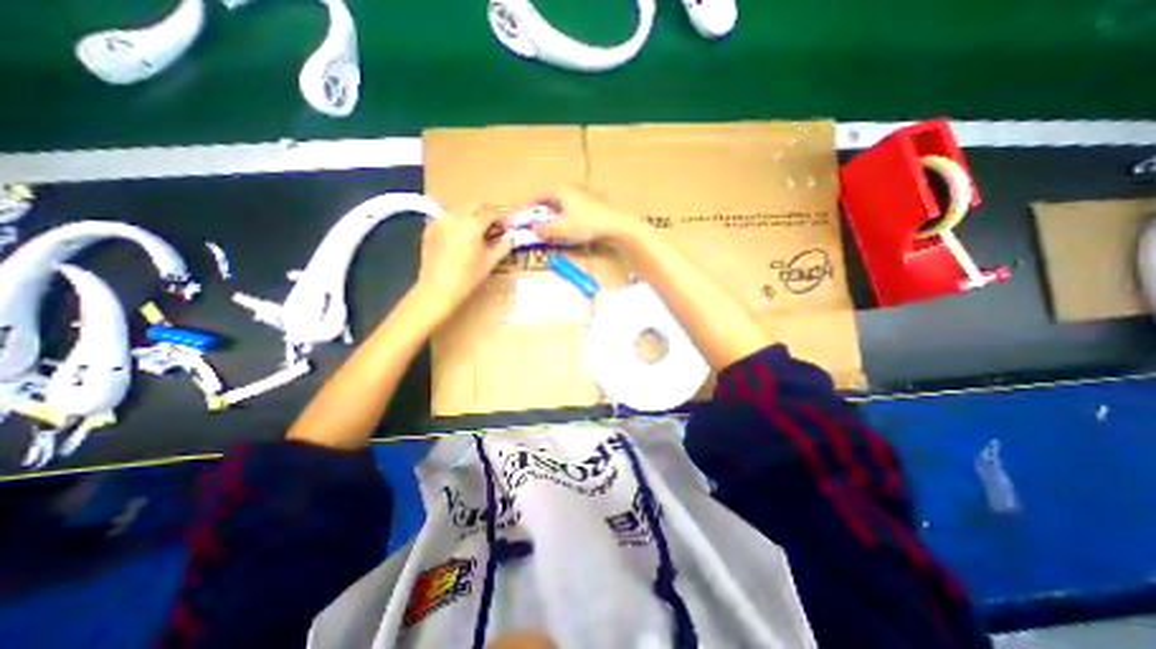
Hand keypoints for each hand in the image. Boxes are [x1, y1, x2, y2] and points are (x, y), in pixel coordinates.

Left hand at [414, 203, 507, 311]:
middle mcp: (455, 217)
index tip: (508, 227)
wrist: (438, 289)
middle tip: (495, 226)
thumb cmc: (468, 278)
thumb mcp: (490, 262)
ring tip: (479, 231)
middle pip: (475, 204)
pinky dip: (458, 220)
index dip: (502, 217)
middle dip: (487, 211)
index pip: (491, 211)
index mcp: (472, 225)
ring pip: (461, 208)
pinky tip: (462, 235)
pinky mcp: (430, 228)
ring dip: (472, 214)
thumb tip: (511, 236)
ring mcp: (440, 220)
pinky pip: (448, 216)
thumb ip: (503, 246)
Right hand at [531, 187, 641, 247]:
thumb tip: (534, 229)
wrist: (616, 226)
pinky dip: (573, 211)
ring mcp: (588, 193)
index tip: (526, 212)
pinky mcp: (599, 202)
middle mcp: (574, 188)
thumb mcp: (562, 230)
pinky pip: (580, 204)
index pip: (542, 194)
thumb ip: (546, 230)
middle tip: (541, 216)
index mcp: (562, 191)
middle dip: (547, 205)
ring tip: (557, 219)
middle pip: (555, 195)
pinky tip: (576, 220)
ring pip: (568, 199)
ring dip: (561, 208)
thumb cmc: (586, 225)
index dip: (532, 203)